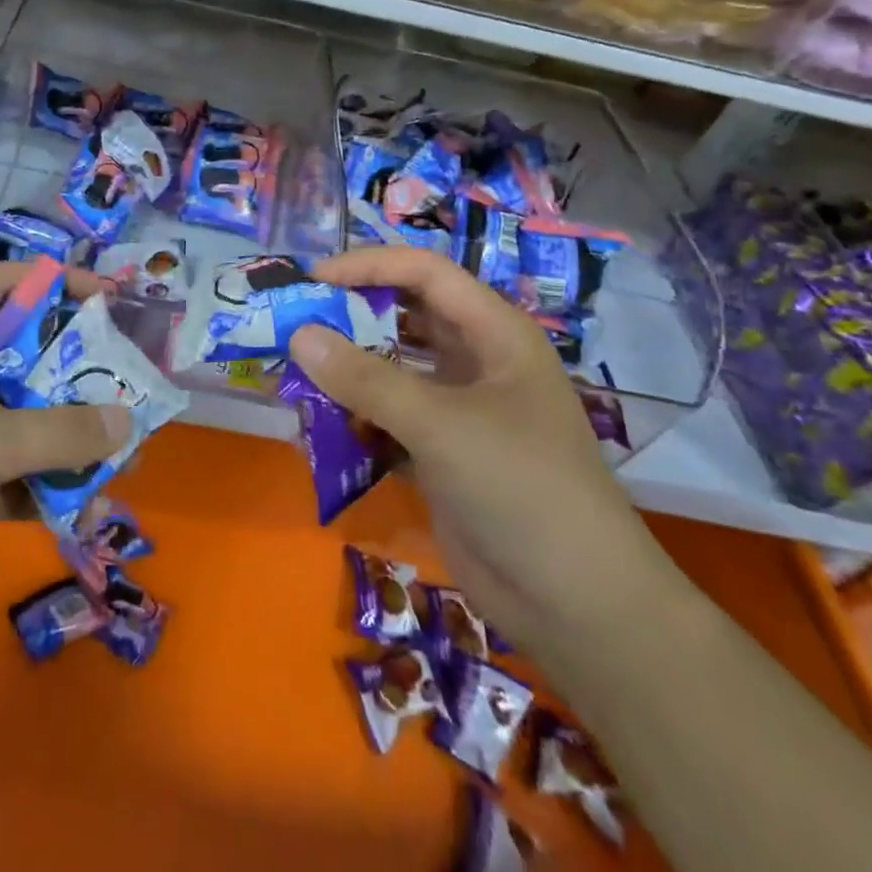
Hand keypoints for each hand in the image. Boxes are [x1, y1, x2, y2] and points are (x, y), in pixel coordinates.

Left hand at [0, 263, 129, 666]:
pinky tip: (82, 510)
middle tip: (130, 393)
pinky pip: (5, 477)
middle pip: (20, 357)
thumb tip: (126, 421)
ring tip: (120, 461)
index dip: (55, 282)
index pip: (2, 285)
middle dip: (76, 374)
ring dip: (65, 440)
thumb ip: (57, 431)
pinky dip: (41, 489)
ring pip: (17, 423)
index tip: (110, 302)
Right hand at [289, 248, 690, 653]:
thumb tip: (299, 335)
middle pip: (406, 317)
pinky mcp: (442, 453)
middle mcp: (477, 362)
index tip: (313, 279)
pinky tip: (320, 428)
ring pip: (393, 370)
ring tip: (297, 374)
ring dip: (348, 371)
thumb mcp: (440, 424)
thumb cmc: (520, 488)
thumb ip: (365, 379)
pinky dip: (355, 418)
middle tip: (295, 323)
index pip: (425, 273)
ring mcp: (459, 409)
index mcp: (494, 334)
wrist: (576, 605)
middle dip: (352, 317)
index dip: (370, 266)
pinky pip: (388, 418)